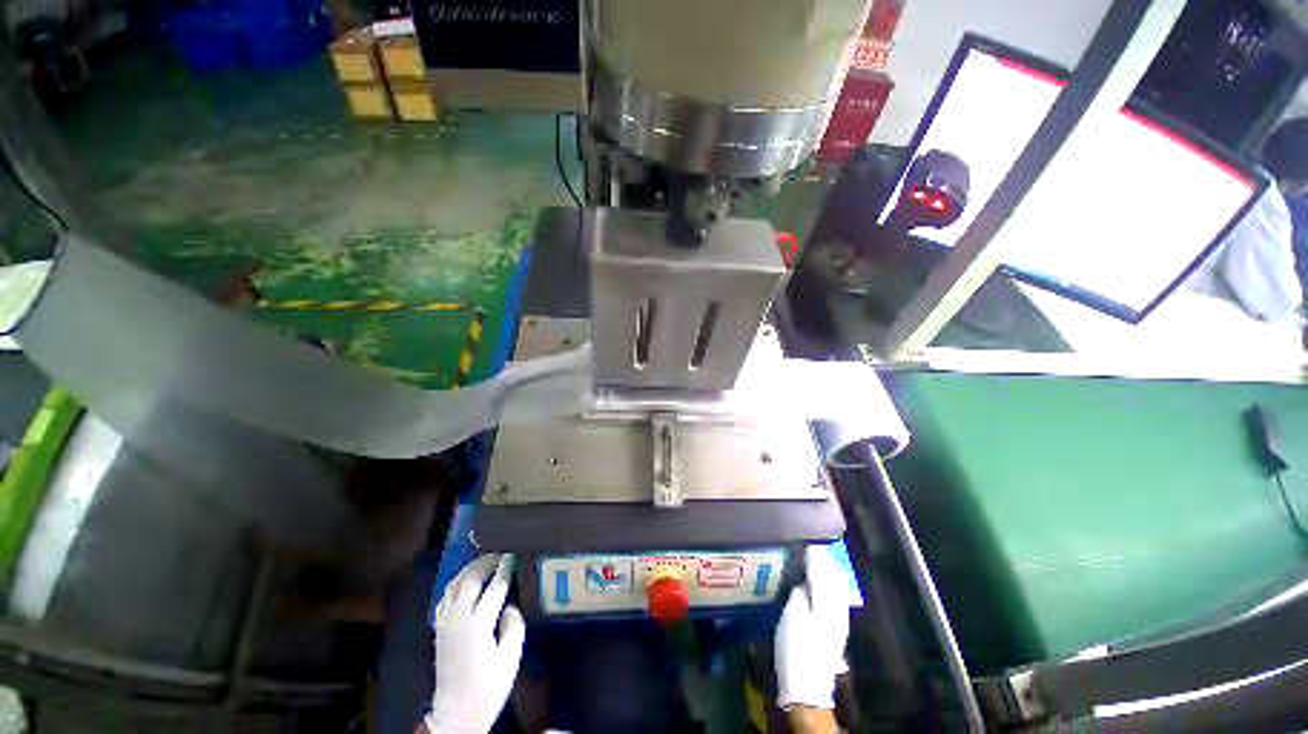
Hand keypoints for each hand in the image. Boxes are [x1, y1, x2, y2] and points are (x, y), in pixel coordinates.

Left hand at [425, 554, 525, 733]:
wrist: (456, 713)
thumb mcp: (510, 658)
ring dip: (470, 569)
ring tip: (485, 561)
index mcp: (477, 625)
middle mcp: (458, 618)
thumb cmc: (487, 687)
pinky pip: (445, 597)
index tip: (514, 553)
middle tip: (501, 552)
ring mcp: (445, 623)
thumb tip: (510, 605)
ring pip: (454, 585)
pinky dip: (456, 583)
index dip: (506, 568)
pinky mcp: (439, 629)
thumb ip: (514, 626)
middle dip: (486, 562)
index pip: (494, 587)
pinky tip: (465, 582)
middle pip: (470, 580)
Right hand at [775, 545, 851, 710]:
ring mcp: (839, 618)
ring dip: (829, 570)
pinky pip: (837, 595)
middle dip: (825, 560)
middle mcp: (837, 608)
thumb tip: (803, 579)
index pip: (822, 571)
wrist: (808, 684)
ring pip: (837, 586)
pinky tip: (824, 580)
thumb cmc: (796, 649)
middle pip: (834, 577)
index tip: (806, 541)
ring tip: (818, 557)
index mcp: (826, 603)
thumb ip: (800, 593)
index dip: (814, 555)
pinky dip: (831, 582)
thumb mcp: (791, 617)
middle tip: (812, 545)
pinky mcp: (836, 626)